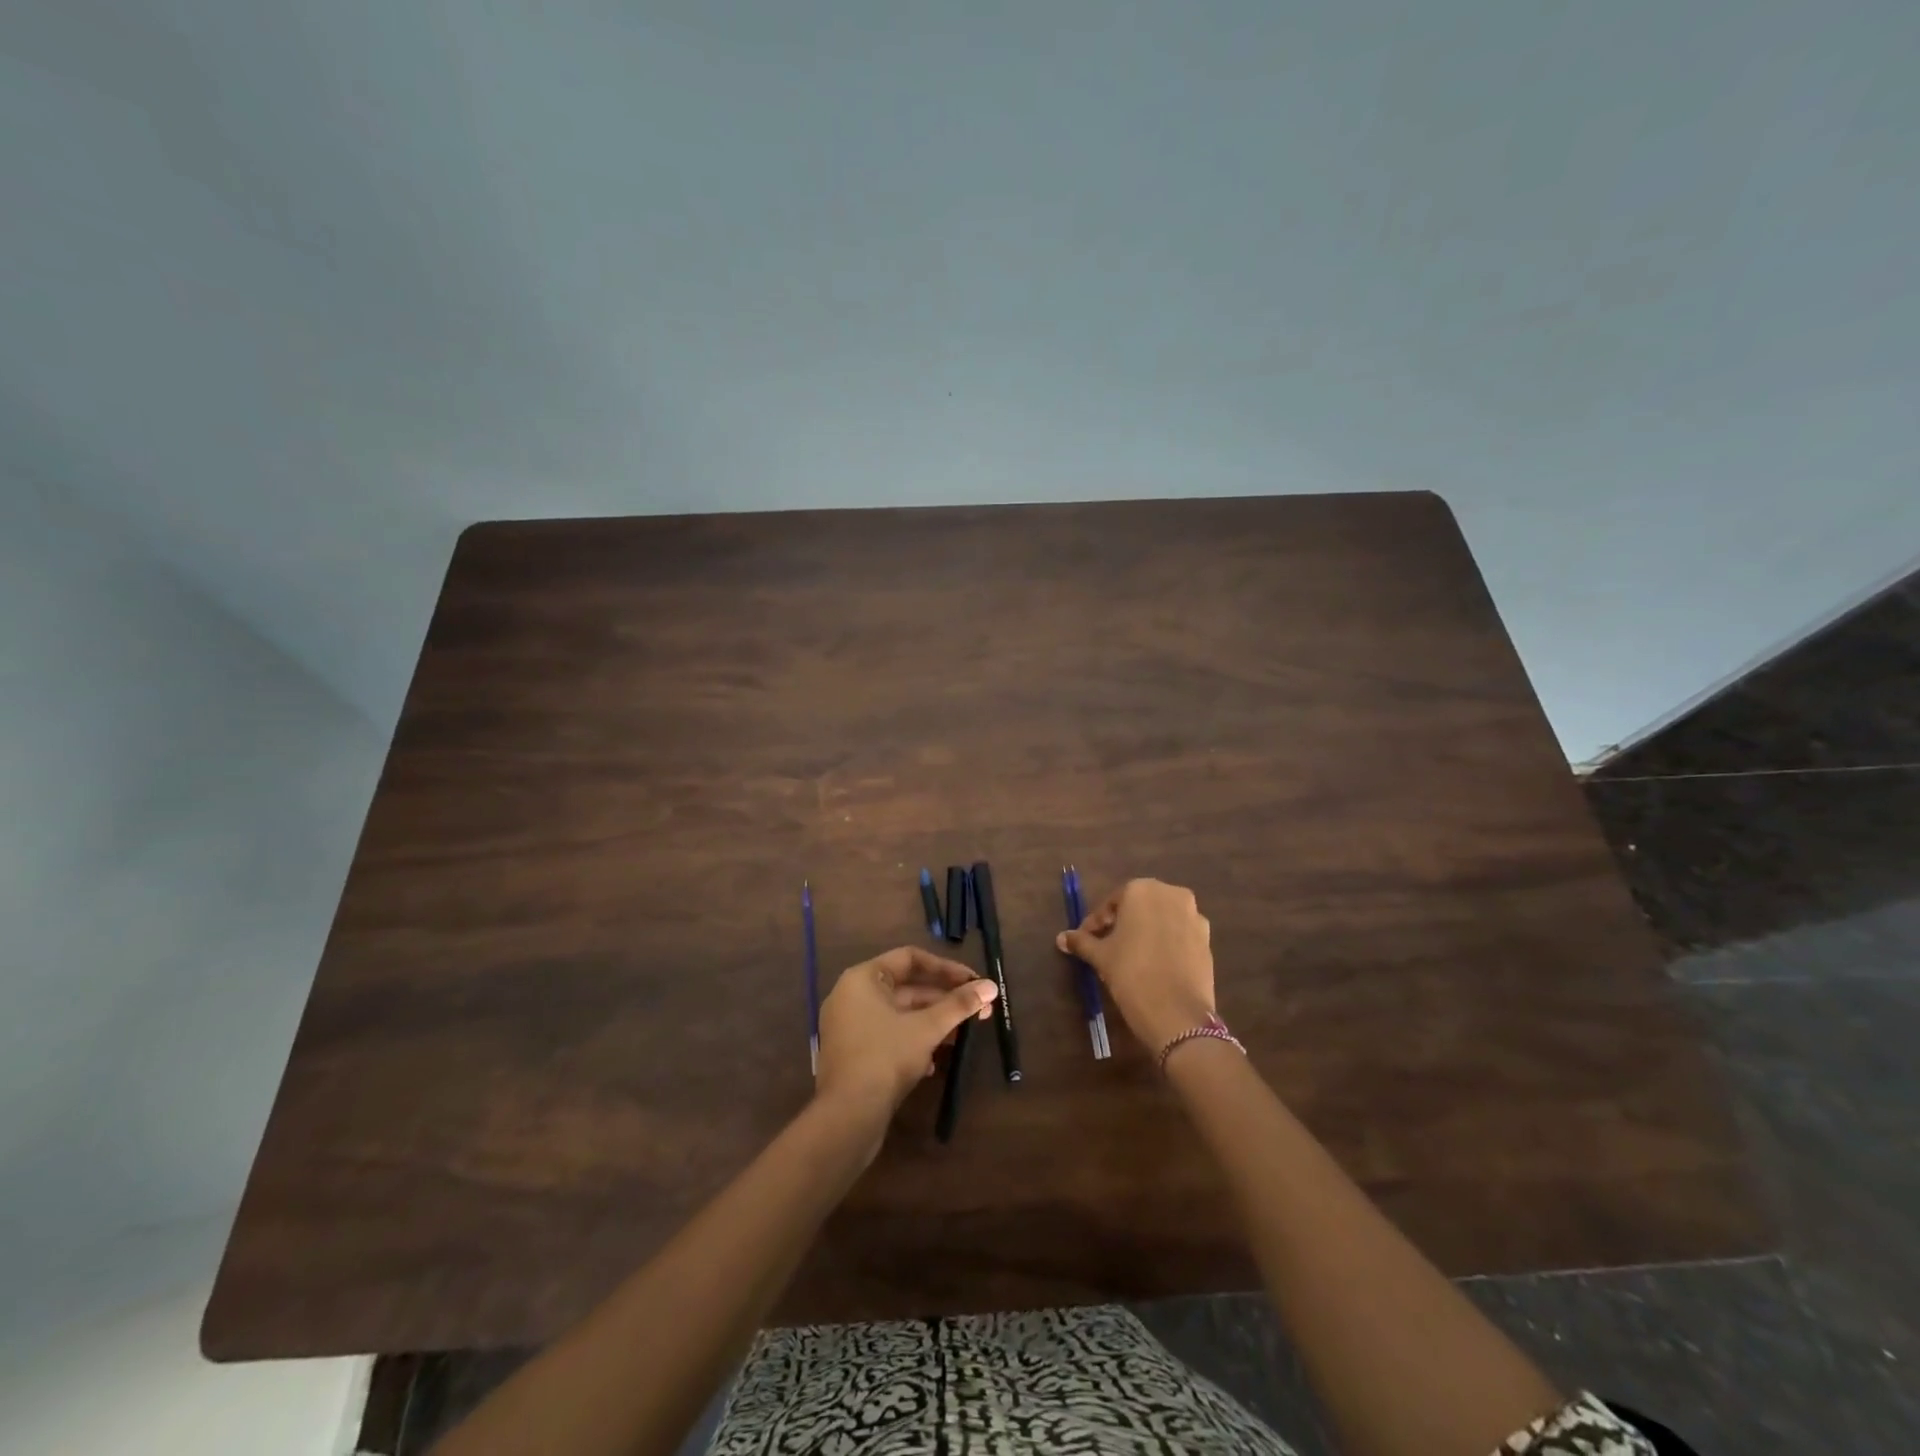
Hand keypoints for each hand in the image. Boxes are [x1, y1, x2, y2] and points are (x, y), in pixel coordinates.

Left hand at [815, 946, 997, 1122]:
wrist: (847, 1117)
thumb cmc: (885, 1057)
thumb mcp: (927, 1028)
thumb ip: (959, 1005)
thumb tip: (991, 987)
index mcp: (862, 978)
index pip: (909, 958)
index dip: (944, 967)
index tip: (972, 980)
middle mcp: (852, 996)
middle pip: (907, 988)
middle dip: (944, 999)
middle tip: (978, 1009)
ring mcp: (850, 1027)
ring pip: (900, 1015)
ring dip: (933, 1022)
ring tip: (963, 1034)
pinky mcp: (854, 1054)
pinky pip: (889, 1036)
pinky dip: (913, 1041)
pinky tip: (935, 1062)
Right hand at [1057, 878, 1215, 1050]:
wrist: (1177, 1014)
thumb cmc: (1131, 973)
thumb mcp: (1101, 956)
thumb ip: (1082, 942)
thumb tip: (1062, 938)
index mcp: (1142, 890)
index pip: (1112, 903)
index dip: (1096, 922)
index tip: (1086, 940)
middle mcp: (1171, 894)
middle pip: (1139, 906)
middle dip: (1122, 923)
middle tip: (1106, 945)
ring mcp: (1194, 916)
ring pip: (1161, 919)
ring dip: (1145, 931)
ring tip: (1131, 956)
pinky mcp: (1207, 940)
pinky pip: (1179, 935)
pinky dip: (1166, 943)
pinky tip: (1155, 964)